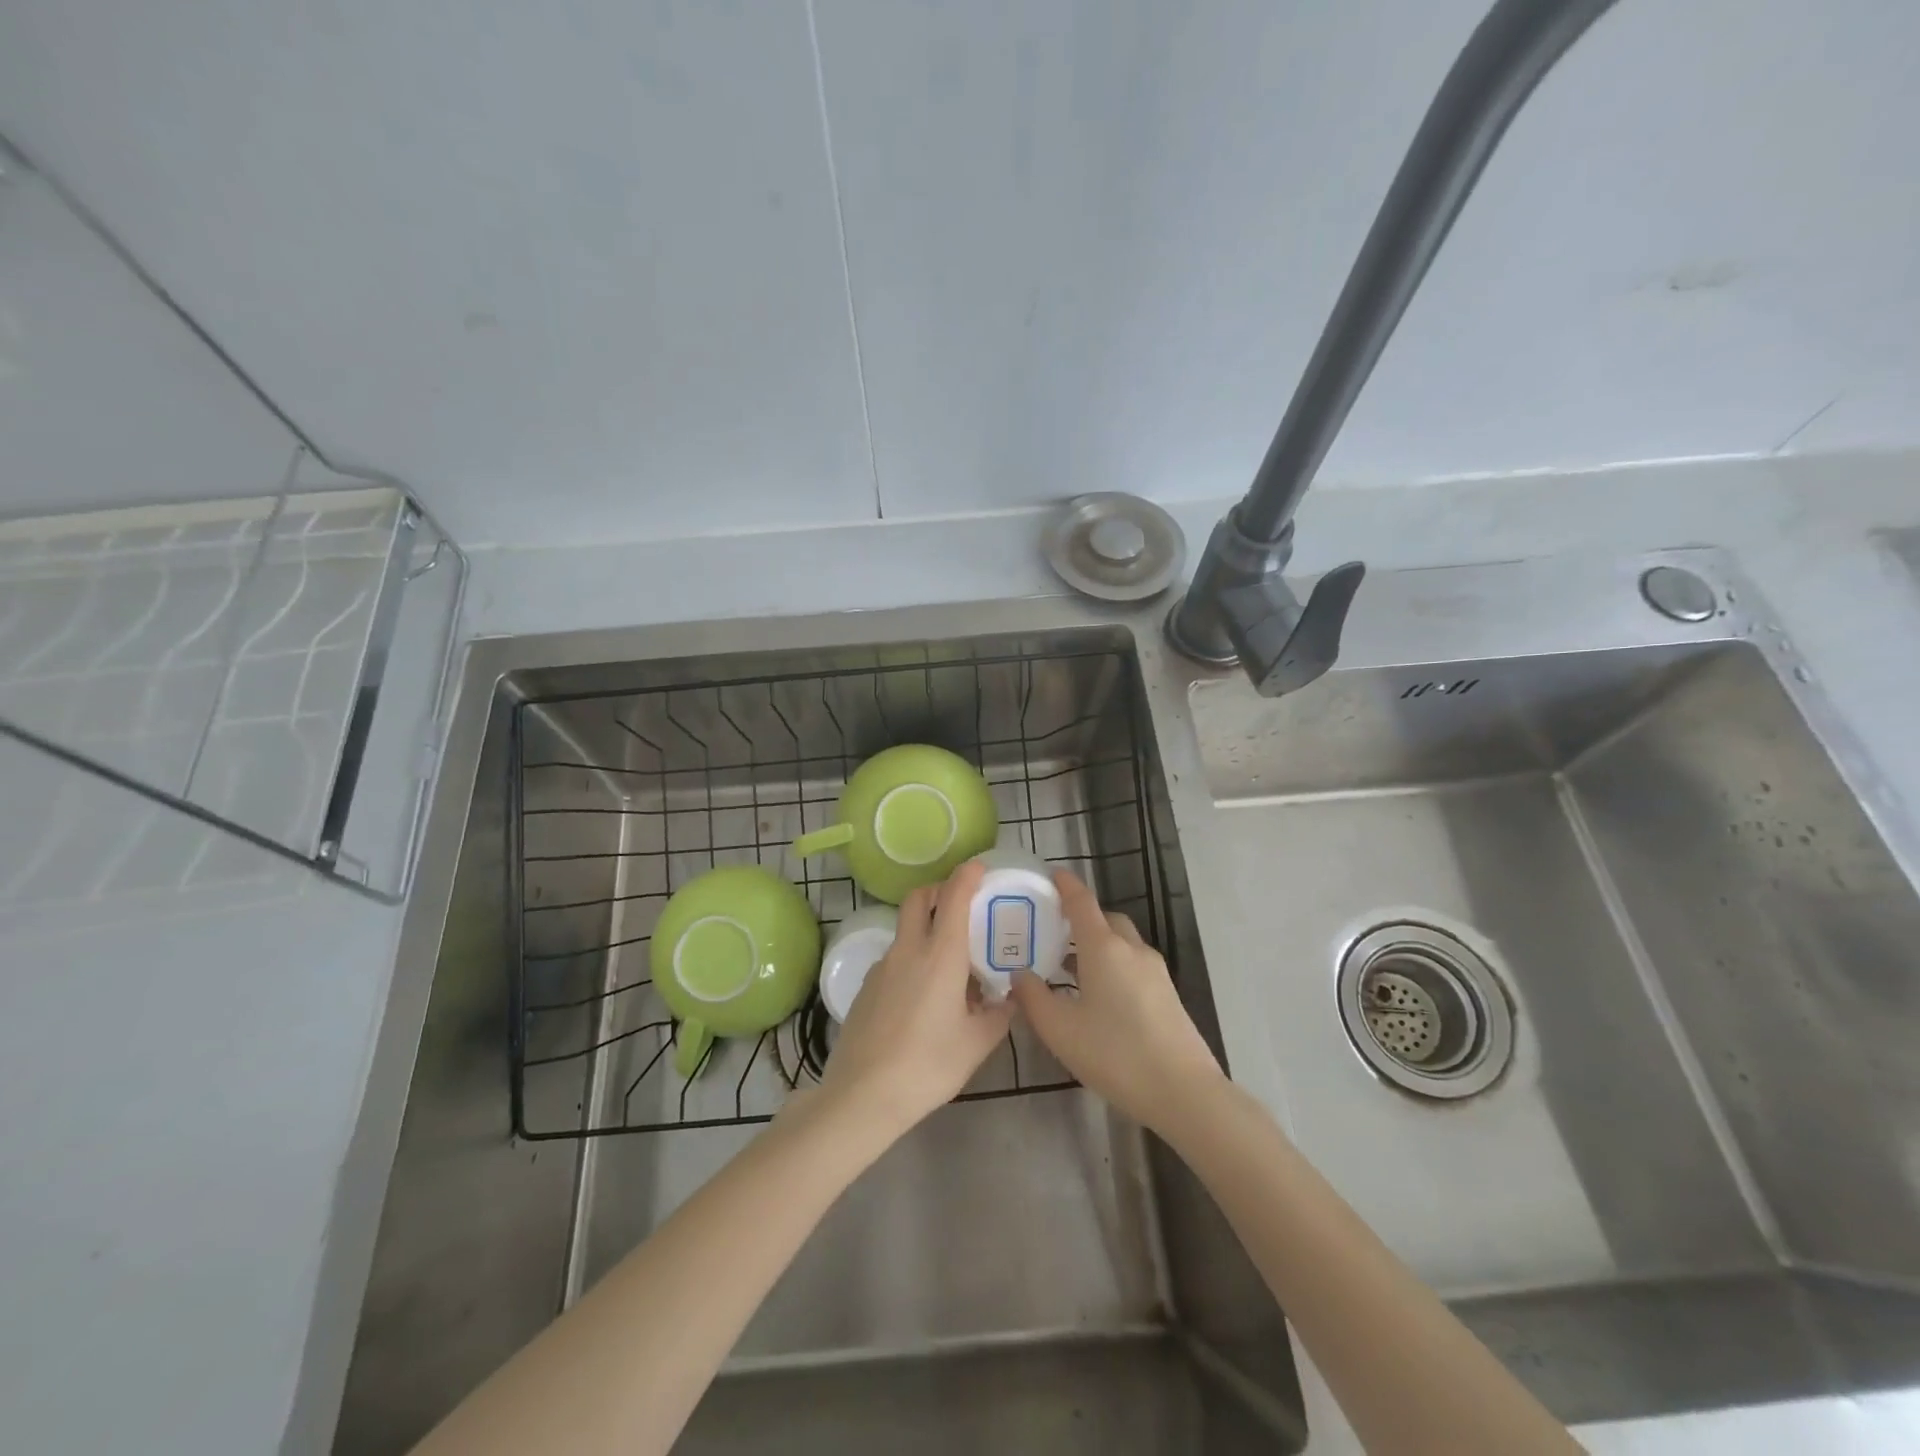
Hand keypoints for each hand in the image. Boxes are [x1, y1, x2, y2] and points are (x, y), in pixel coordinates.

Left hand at [816, 861, 1010, 1138]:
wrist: (863, 1094)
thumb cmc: (929, 1064)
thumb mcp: (977, 1043)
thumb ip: (998, 1015)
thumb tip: (1009, 1000)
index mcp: (940, 955)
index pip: (953, 897)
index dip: (966, 876)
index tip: (979, 868)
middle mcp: (908, 950)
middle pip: (917, 899)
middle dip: (938, 890)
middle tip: (959, 904)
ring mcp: (882, 967)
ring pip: (904, 931)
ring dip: (924, 929)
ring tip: (948, 966)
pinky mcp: (865, 988)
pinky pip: (893, 959)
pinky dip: (911, 960)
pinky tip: (922, 998)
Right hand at [1009, 869, 1224, 1133]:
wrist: (1183, 1092)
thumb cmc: (1114, 1054)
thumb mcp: (1060, 1030)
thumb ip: (1034, 997)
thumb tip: (1020, 974)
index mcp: (1104, 947)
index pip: (1082, 902)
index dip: (1065, 885)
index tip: (1051, 874)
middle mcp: (1132, 949)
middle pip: (1105, 919)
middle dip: (1081, 919)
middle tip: (1053, 932)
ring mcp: (1155, 971)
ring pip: (1121, 943)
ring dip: (1096, 945)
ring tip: (1069, 968)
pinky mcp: (1167, 994)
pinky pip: (1133, 964)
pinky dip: (1112, 964)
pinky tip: (1097, 996)